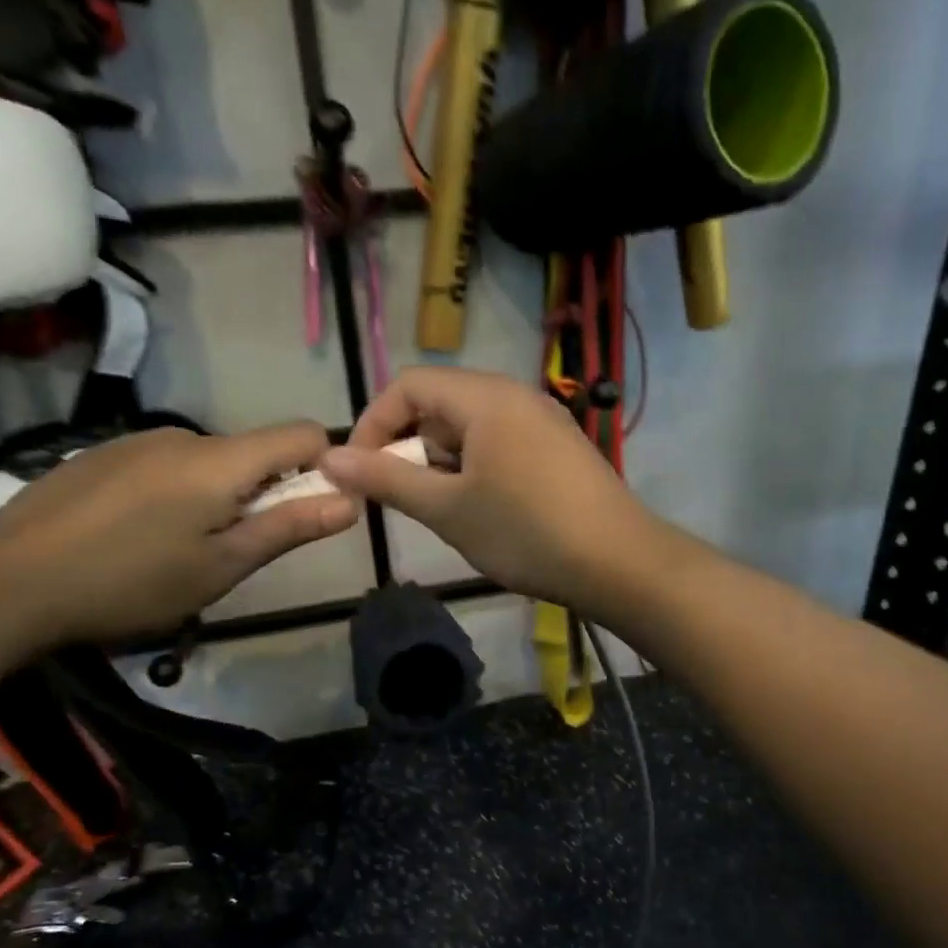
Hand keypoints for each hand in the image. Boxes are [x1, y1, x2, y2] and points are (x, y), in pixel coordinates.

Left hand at [0, 421, 357, 648]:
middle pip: (253, 453)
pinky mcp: (100, 455)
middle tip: (228, 553)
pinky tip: (134, 538)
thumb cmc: (130, 582)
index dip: (322, 467)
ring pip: (207, 463)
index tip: (304, 514)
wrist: (5, 584)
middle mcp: (182, 435)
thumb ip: (289, 528)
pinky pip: (163, 466)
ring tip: (174, 553)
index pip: (303, 433)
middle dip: (262, 494)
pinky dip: (173, 495)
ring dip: (215, 498)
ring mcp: (135, 441)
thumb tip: (352, 501)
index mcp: (220, 460)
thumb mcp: (221, 566)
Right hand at [318, 368, 667, 615]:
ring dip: (441, 462)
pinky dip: (474, 468)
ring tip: (441, 511)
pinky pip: (500, 444)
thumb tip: (329, 458)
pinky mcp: (559, 449)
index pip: (409, 384)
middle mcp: (516, 395)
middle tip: (402, 498)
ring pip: (470, 427)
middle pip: (440, 404)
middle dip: (408, 447)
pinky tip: (481, 510)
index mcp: (486, 397)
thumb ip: (387, 479)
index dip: (374, 423)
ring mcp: (543, 421)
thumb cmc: (526, 532)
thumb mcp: (447, 508)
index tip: (361, 472)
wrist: (618, 563)